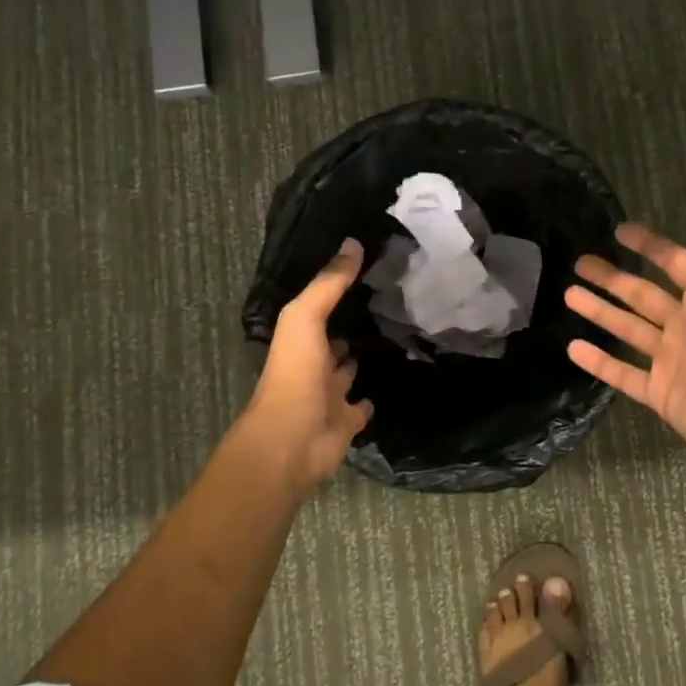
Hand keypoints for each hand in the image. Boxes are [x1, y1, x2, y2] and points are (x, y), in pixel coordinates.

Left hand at [239, 239, 373, 488]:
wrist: (292, 442)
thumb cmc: (294, 374)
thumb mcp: (306, 317)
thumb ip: (329, 283)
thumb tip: (353, 242)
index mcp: (300, 340)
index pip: (320, 310)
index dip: (337, 293)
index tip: (366, 273)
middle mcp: (313, 365)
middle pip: (334, 342)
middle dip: (351, 328)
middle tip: (386, 305)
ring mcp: (329, 396)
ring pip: (348, 373)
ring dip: (360, 360)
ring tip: (393, 338)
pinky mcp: (346, 423)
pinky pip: (361, 407)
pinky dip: (370, 399)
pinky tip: (389, 384)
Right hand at [564, 170, 685, 477]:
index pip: (674, 262)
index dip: (649, 245)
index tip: (620, 231)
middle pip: (642, 294)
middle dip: (612, 278)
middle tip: (579, 262)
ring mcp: (672, 361)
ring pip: (628, 330)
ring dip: (600, 312)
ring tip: (568, 295)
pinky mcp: (661, 394)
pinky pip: (623, 375)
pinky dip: (599, 363)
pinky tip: (572, 347)